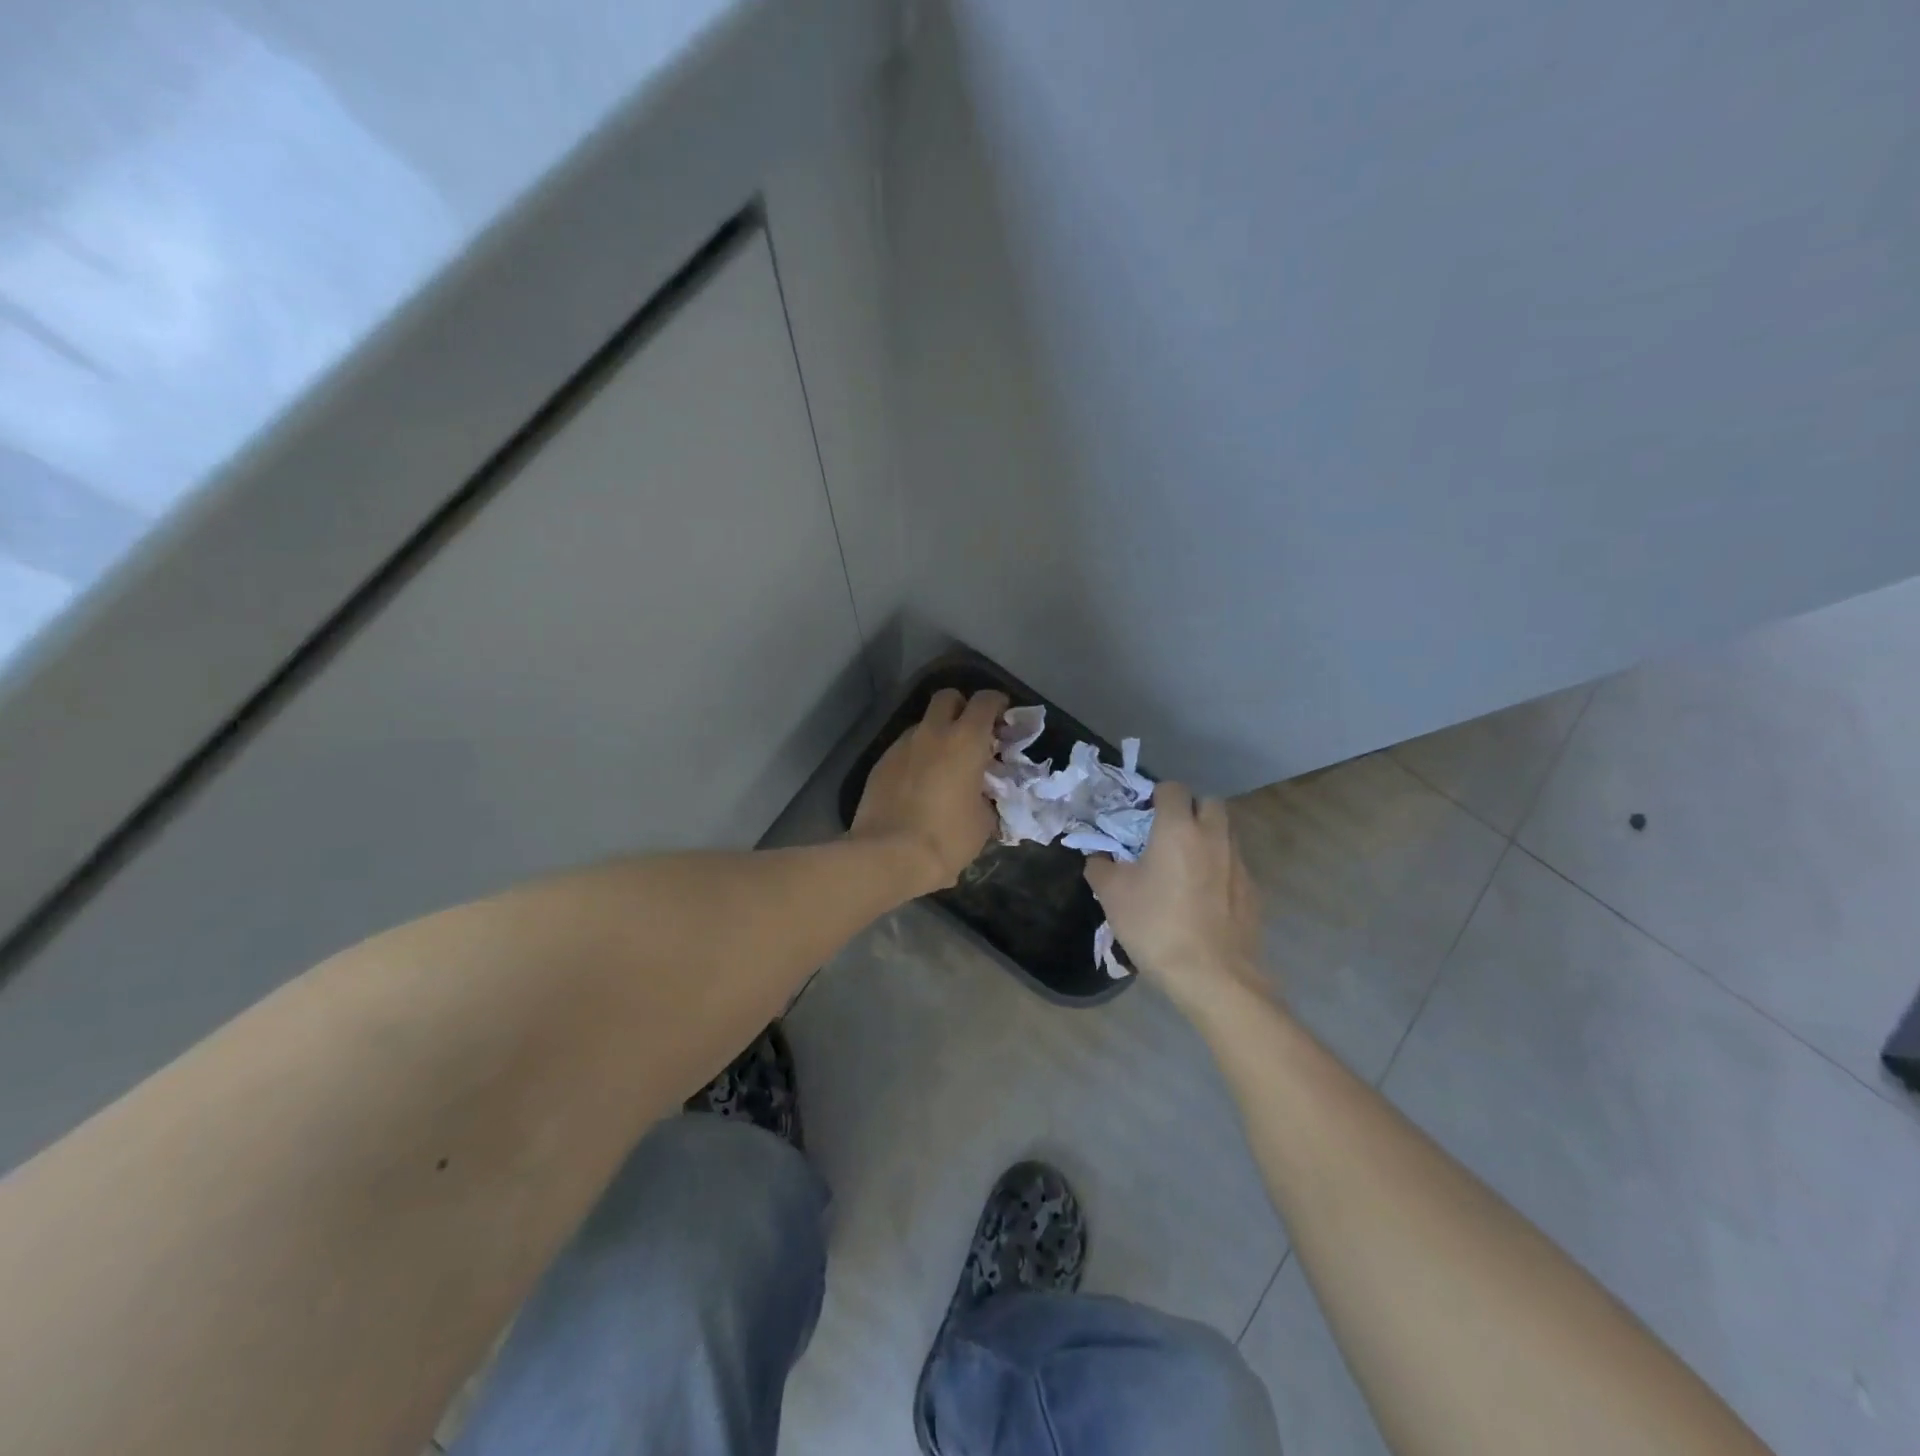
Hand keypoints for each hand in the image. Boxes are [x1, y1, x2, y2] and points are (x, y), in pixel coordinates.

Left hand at [852, 688, 1008, 893]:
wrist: (888, 856)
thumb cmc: (946, 838)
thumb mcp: (983, 822)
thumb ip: (987, 797)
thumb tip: (983, 796)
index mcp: (965, 741)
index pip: (985, 701)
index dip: (997, 703)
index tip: (1003, 718)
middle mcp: (932, 733)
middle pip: (947, 697)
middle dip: (962, 707)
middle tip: (971, 733)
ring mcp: (901, 746)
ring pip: (922, 724)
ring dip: (936, 734)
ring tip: (943, 765)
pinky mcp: (880, 764)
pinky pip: (904, 749)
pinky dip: (916, 757)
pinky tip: (918, 784)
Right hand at [1084, 783, 1264, 1014]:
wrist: (1213, 977)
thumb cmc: (1156, 926)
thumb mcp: (1111, 895)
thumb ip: (1100, 866)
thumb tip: (1097, 856)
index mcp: (1178, 828)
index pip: (1172, 789)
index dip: (1156, 797)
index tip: (1142, 817)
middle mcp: (1214, 836)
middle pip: (1208, 803)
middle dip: (1189, 810)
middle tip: (1167, 836)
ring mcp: (1239, 863)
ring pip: (1225, 833)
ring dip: (1207, 838)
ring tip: (1185, 867)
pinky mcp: (1253, 890)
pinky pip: (1234, 864)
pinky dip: (1220, 868)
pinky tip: (1203, 897)